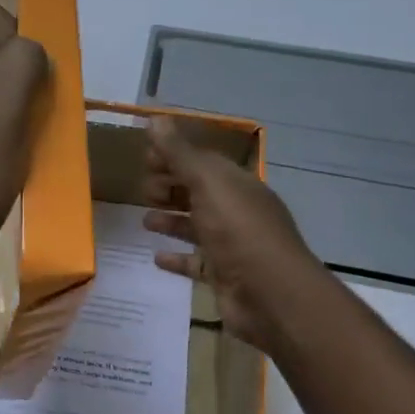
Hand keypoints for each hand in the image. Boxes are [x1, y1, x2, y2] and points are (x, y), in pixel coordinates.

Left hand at [0, 0, 48, 302]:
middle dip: (21, 76)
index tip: (22, 86)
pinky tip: (17, 158)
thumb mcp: (0, 117)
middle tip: (25, 119)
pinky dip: (12, 130)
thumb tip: (33, 48)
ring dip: (21, 107)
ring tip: (23, 142)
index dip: (13, 38)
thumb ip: (21, 65)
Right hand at [142, 115, 322, 354]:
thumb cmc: (239, 231)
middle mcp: (236, 211)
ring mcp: (231, 245)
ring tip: (144, 219)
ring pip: (196, 226)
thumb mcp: (207, 184)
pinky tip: (156, 257)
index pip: (202, 161)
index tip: (144, 158)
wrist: (270, 295)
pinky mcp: (223, 276)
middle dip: (171, 186)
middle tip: (143, 189)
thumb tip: (155, 118)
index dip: (174, 156)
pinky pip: (196, 263)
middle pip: (199, 192)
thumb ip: (179, 154)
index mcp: (237, 184)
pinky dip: (177, 258)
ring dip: (171, 220)